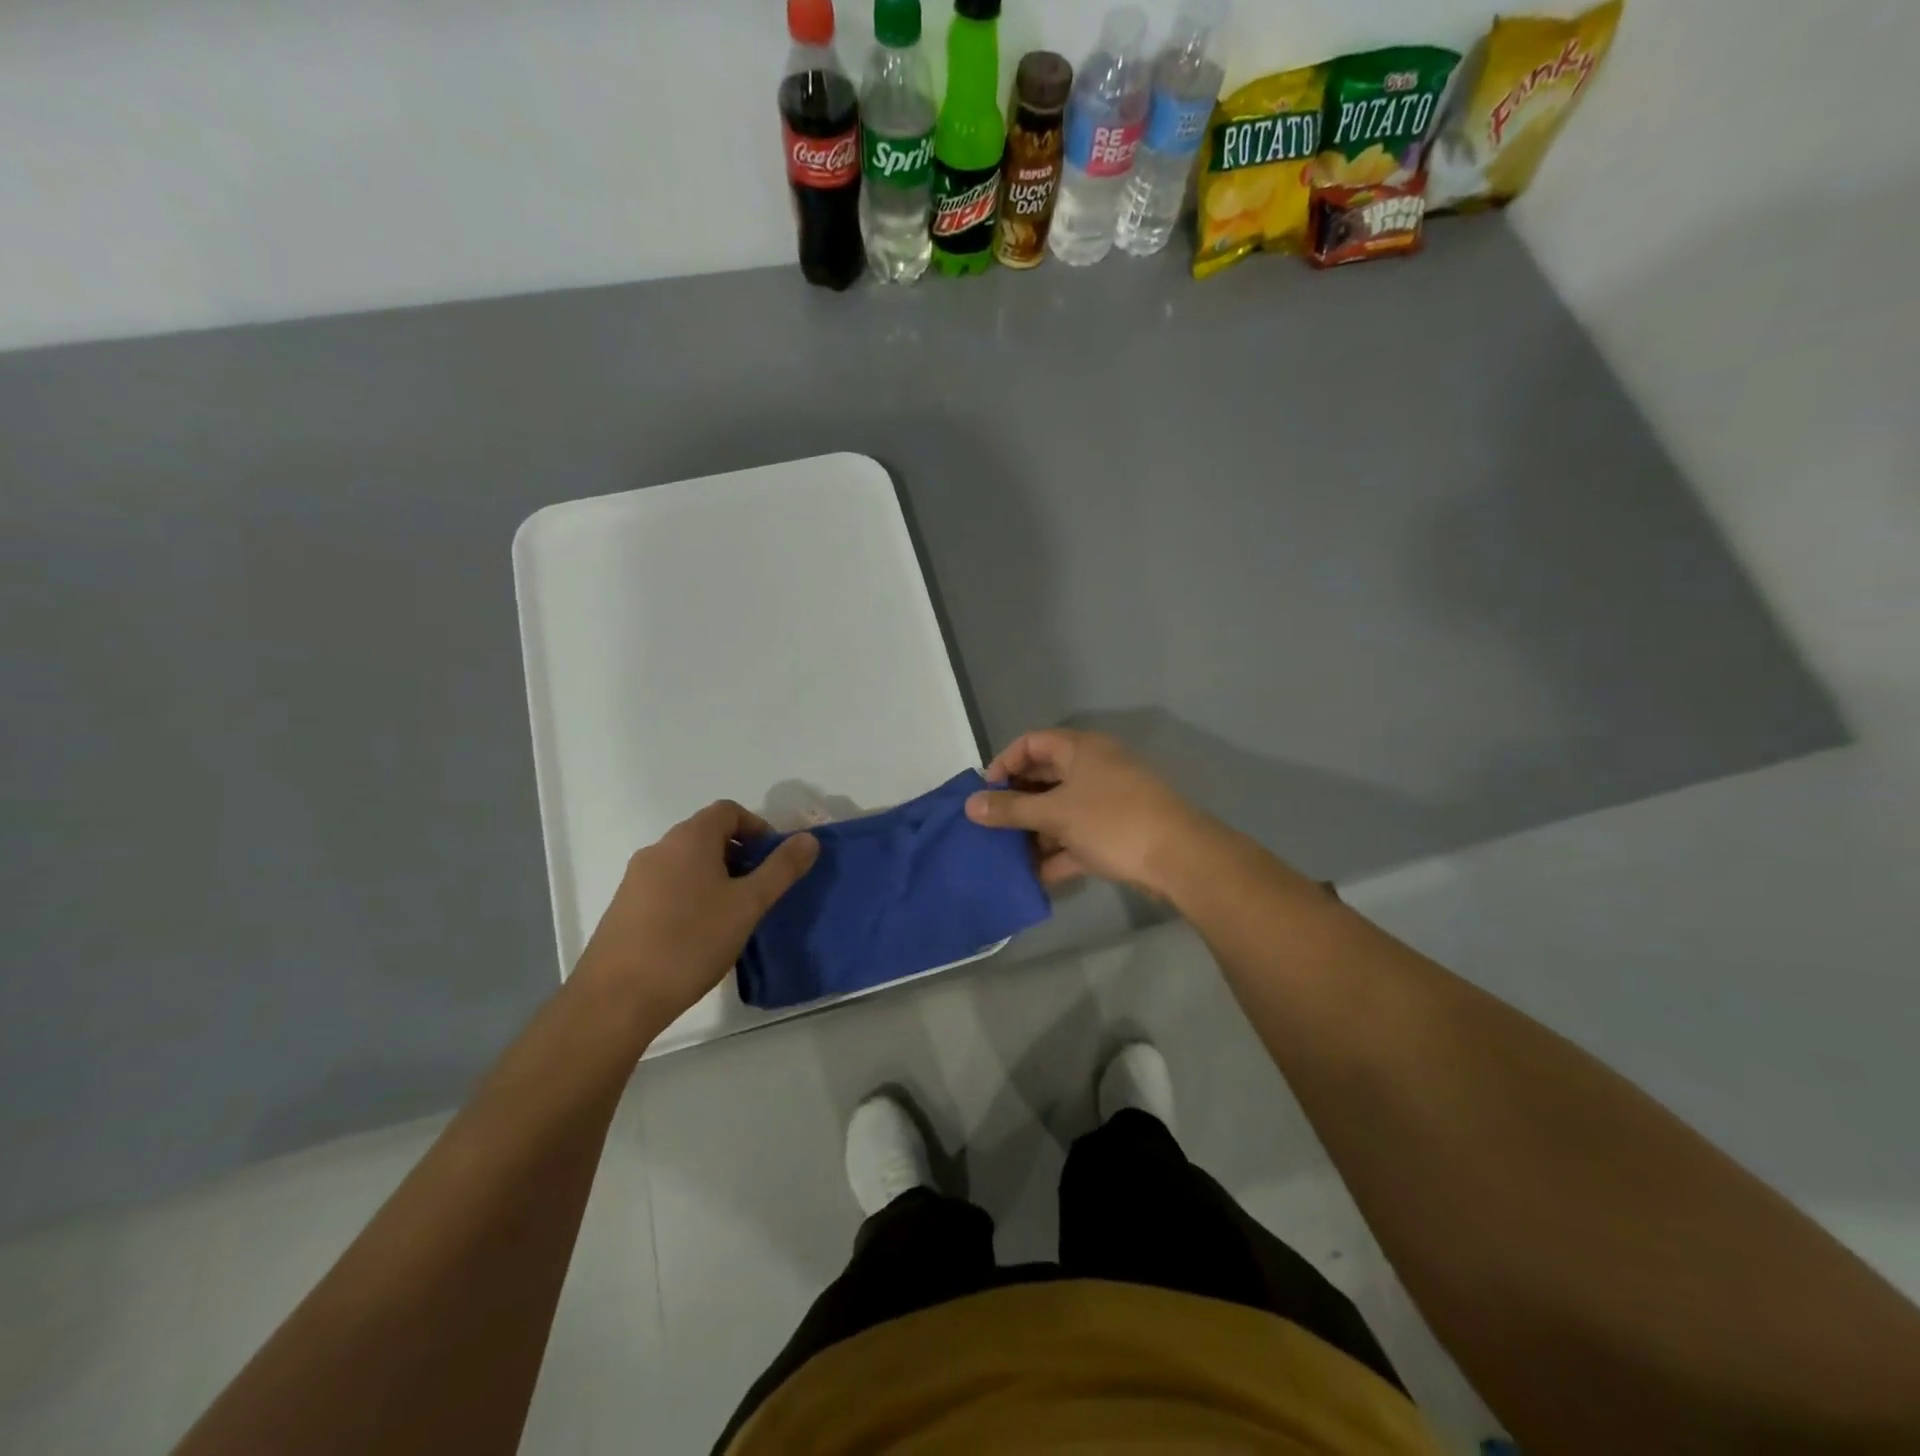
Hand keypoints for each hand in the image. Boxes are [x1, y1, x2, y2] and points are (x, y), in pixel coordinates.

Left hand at [573, 801, 817, 1028]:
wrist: (617, 998)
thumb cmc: (691, 942)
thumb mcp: (748, 905)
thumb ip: (781, 869)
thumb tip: (808, 839)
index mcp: (689, 839)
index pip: (728, 811)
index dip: (757, 828)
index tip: (774, 860)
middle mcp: (659, 849)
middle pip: (707, 835)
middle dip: (739, 855)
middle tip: (759, 891)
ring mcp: (636, 879)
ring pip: (686, 863)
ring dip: (715, 877)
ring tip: (733, 916)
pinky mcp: (624, 908)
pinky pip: (667, 886)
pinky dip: (691, 896)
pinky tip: (699, 934)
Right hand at [965, 728, 1217, 899]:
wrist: (1179, 858)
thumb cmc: (1112, 821)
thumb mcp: (1055, 814)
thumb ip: (1011, 810)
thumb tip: (970, 806)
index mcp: (1081, 750)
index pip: (1032, 743)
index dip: (1004, 763)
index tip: (985, 792)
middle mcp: (1094, 769)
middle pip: (1045, 778)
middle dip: (1017, 803)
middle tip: (991, 826)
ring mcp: (1107, 802)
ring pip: (1060, 810)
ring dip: (1035, 832)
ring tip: (1006, 855)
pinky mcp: (1116, 832)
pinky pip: (1077, 837)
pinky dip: (1057, 853)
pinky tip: (1035, 877)